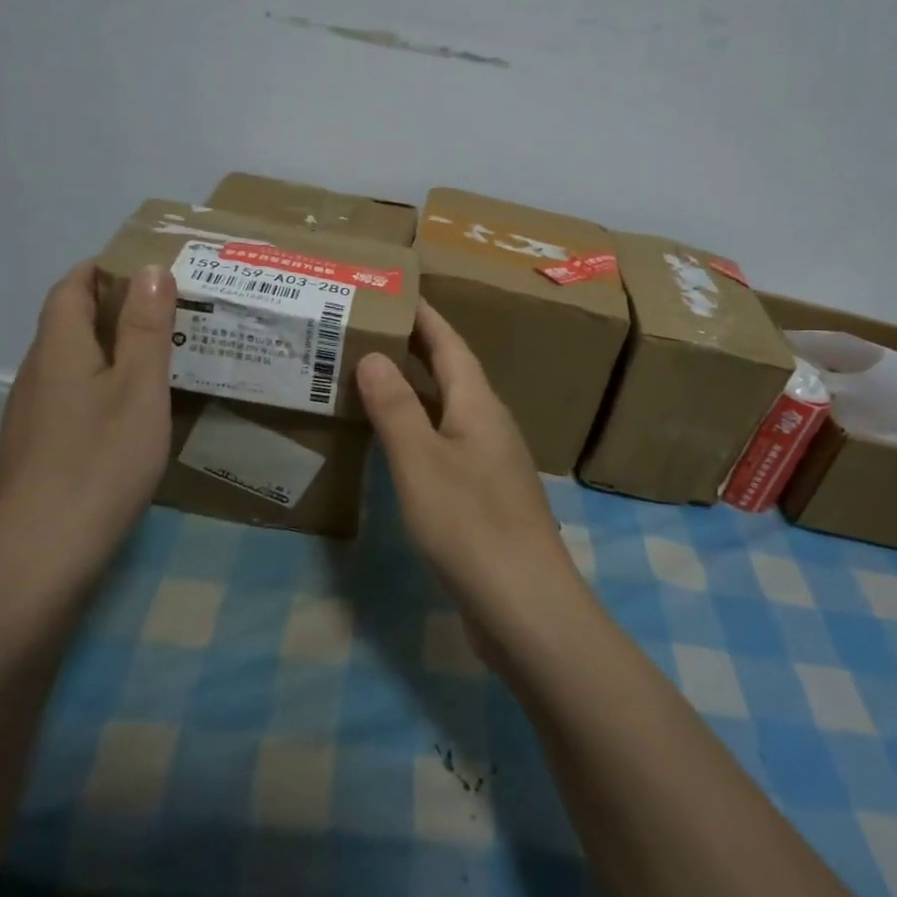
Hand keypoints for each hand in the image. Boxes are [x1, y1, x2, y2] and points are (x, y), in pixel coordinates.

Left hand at [0, 261, 176, 586]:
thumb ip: (146, 329)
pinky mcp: (37, 454)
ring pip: (72, 365)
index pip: (71, 288)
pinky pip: (72, 400)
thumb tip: (151, 269)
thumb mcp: (138, 390)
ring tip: (161, 357)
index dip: (102, 269)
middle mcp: (37, 376)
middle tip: (170, 311)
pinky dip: (103, 388)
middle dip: (114, 308)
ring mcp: (32, 418)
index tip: (146, 267)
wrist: (37, 561)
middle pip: (69, 325)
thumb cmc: (98, 464)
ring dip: (111, 350)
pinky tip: (132, 416)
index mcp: (59, 350)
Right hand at [356, 302, 588, 657]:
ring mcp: (492, 462)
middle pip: (452, 373)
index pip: (450, 344)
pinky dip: (420, 431)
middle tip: (372, 330)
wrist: (524, 604)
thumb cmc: (469, 522)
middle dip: (416, 349)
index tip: (396, 292)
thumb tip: (374, 356)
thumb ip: (395, 407)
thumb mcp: (420, 460)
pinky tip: (398, 444)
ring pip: (449, 410)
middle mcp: (490, 424)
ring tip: (374, 379)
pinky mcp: (487, 496)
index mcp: (478, 404)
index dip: (424, 317)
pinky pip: (448, 444)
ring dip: (416, 390)